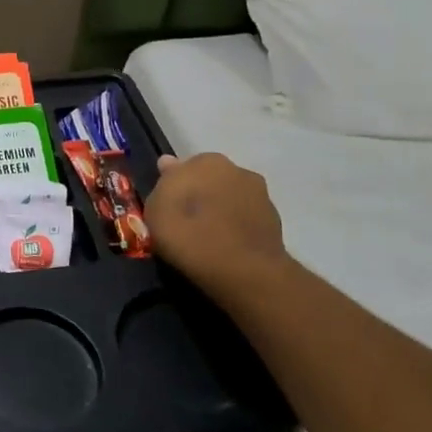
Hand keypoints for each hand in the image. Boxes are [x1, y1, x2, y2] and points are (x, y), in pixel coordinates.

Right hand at [147, 152, 291, 298]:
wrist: (242, 270)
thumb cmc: (188, 233)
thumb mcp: (155, 209)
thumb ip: (162, 184)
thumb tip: (169, 163)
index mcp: (207, 161)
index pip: (185, 168)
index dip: (176, 187)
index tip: (168, 208)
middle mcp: (238, 171)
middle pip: (212, 181)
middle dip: (201, 196)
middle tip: (186, 222)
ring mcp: (261, 197)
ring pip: (231, 201)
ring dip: (221, 213)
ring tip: (206, 239)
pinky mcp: (276, 225)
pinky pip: (246, 223)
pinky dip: (237, 231)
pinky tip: (225, 249)